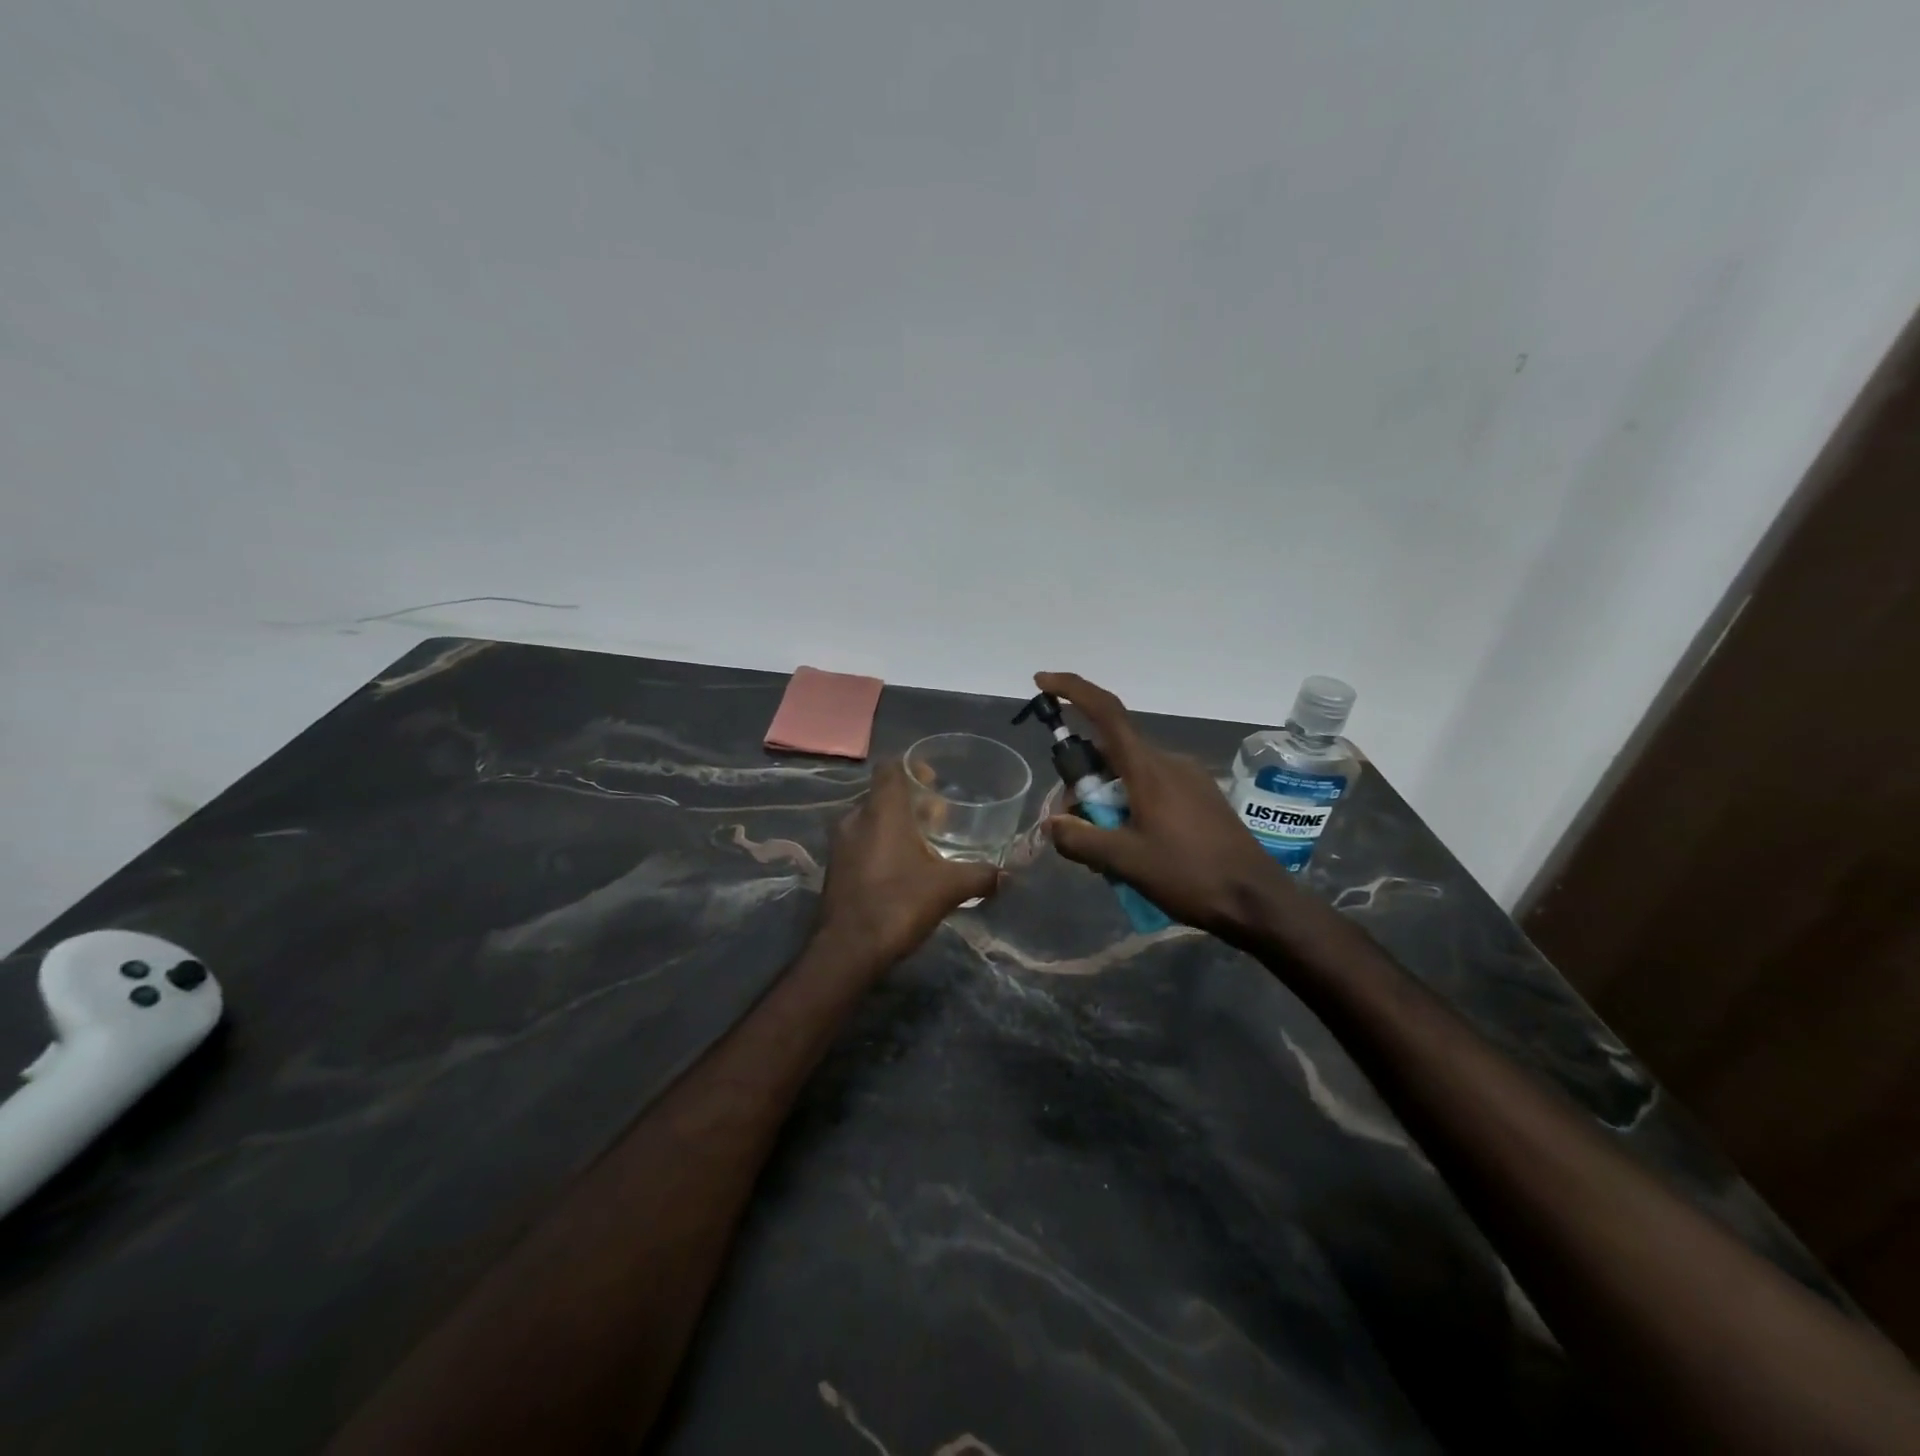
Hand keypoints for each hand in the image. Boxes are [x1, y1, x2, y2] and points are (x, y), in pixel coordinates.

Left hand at [812, 759, 998, 968]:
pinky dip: (881, 844)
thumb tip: (1005, 876)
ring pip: (871, 819)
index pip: (890, 767)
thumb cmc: (898, 904)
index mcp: (882, 811)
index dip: (912, 767)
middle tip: (939, 817)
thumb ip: (979, 876)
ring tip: (925, 844)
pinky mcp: (835, 868)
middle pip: (883, 794)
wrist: (848, 950)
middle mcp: (856, 818)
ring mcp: (841, 844)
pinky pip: (861, 842)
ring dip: (896, 825)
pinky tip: (903, 868)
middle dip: (911, 801)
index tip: (934, 781)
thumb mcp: (948, 888)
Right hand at [1036, 671, 1302, 942]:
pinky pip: (1152, 790)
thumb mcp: (1125, 861)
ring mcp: (1189, 779)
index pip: (1106, 712)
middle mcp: (1168, 762)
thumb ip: (1080, 840)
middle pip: (1111, 753)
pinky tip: (1132, 848)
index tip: (1042, 682)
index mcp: (1148, 768)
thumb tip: (1052, 824)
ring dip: (1108, 800)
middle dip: (1084, 780)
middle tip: (1072, 822)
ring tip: (1104, 849)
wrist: (1257, 900)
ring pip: (1130, 776)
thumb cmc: (1189, 874)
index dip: (1072, 690)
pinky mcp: (1201, 798)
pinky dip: (1131, 807)